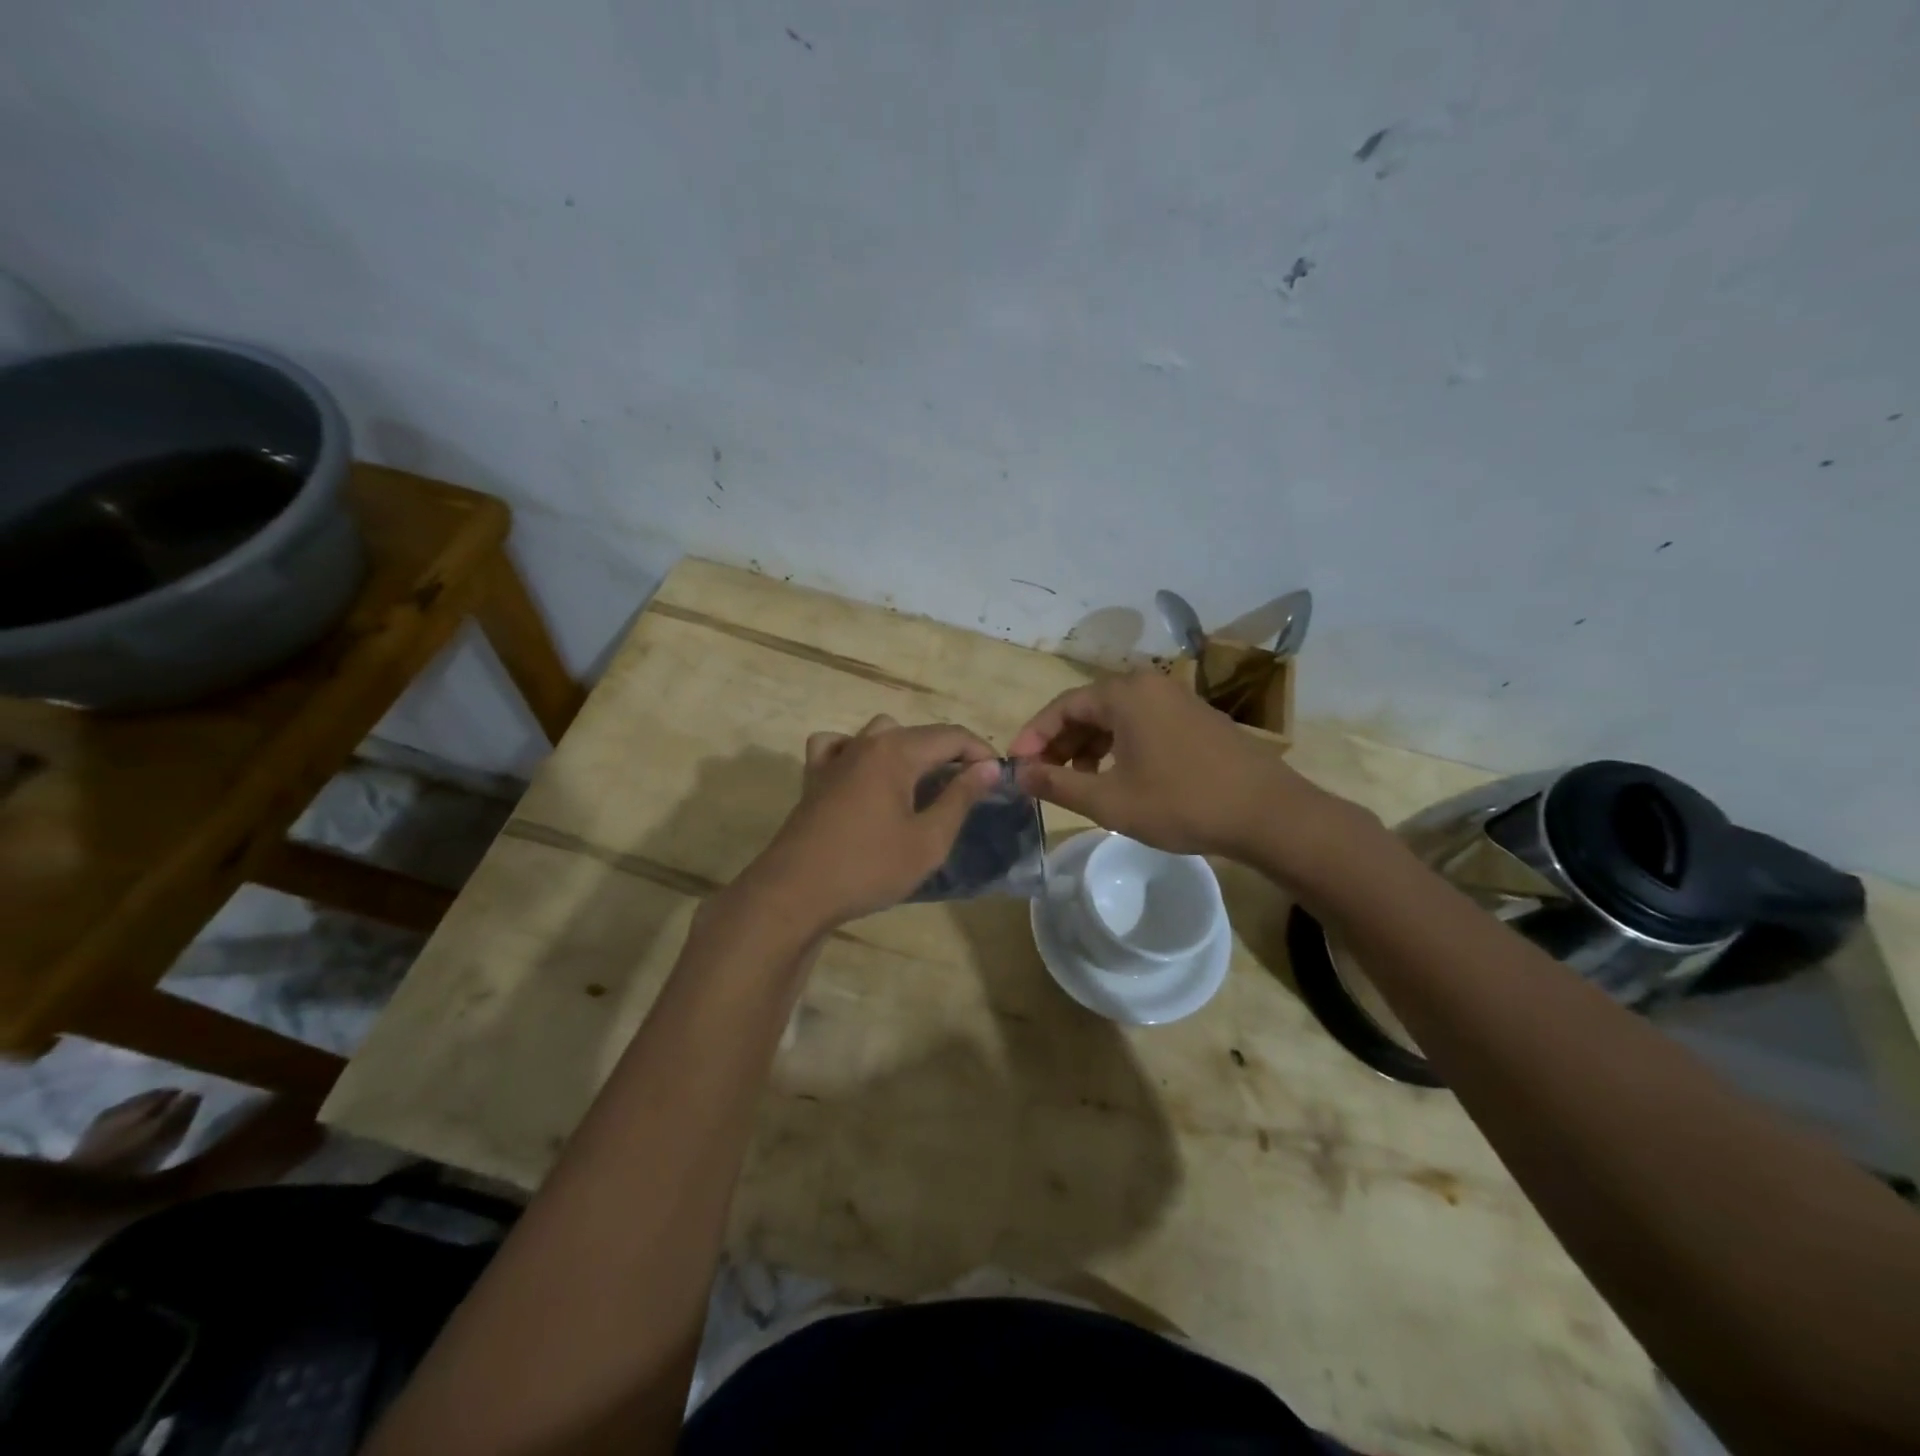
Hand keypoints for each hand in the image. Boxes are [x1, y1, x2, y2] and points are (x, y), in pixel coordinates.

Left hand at [738, 715, 1001, 931]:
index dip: (981, 752)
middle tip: (968, 788)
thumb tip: (989, 767)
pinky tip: (864, 775)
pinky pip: (839, 746)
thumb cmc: (869, 867)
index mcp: (896, 751)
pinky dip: (858, 751)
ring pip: (880, 733)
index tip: (999, 777)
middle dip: (950, 753)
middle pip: (919, 733)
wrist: (795, 893)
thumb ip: (960, 798)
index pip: (951, 735)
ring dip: (907, 749)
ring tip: (921, 782)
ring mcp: (835, 757)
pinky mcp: (814, 777)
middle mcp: (865, 742)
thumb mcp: (928, 840)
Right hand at [1010, 670, 1334, 859]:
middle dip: (1060, 743)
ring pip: (1115, 718)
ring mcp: (1175, 699)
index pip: (1062, 706)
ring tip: (1077, 783)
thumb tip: (1018, 774)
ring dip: (1088, 747)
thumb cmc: (1181, 803)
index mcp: (1125, 694)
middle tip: (1042, 777)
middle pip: (1088, 708)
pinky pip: (1141, 724)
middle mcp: (1148, 685)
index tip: (1016, 766)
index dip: (1033, 736)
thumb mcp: (1109, 801)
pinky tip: (1116, 777)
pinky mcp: (1194, 717)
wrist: (1267, 813)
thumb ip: (1057, 784)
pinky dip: (1118, 747)